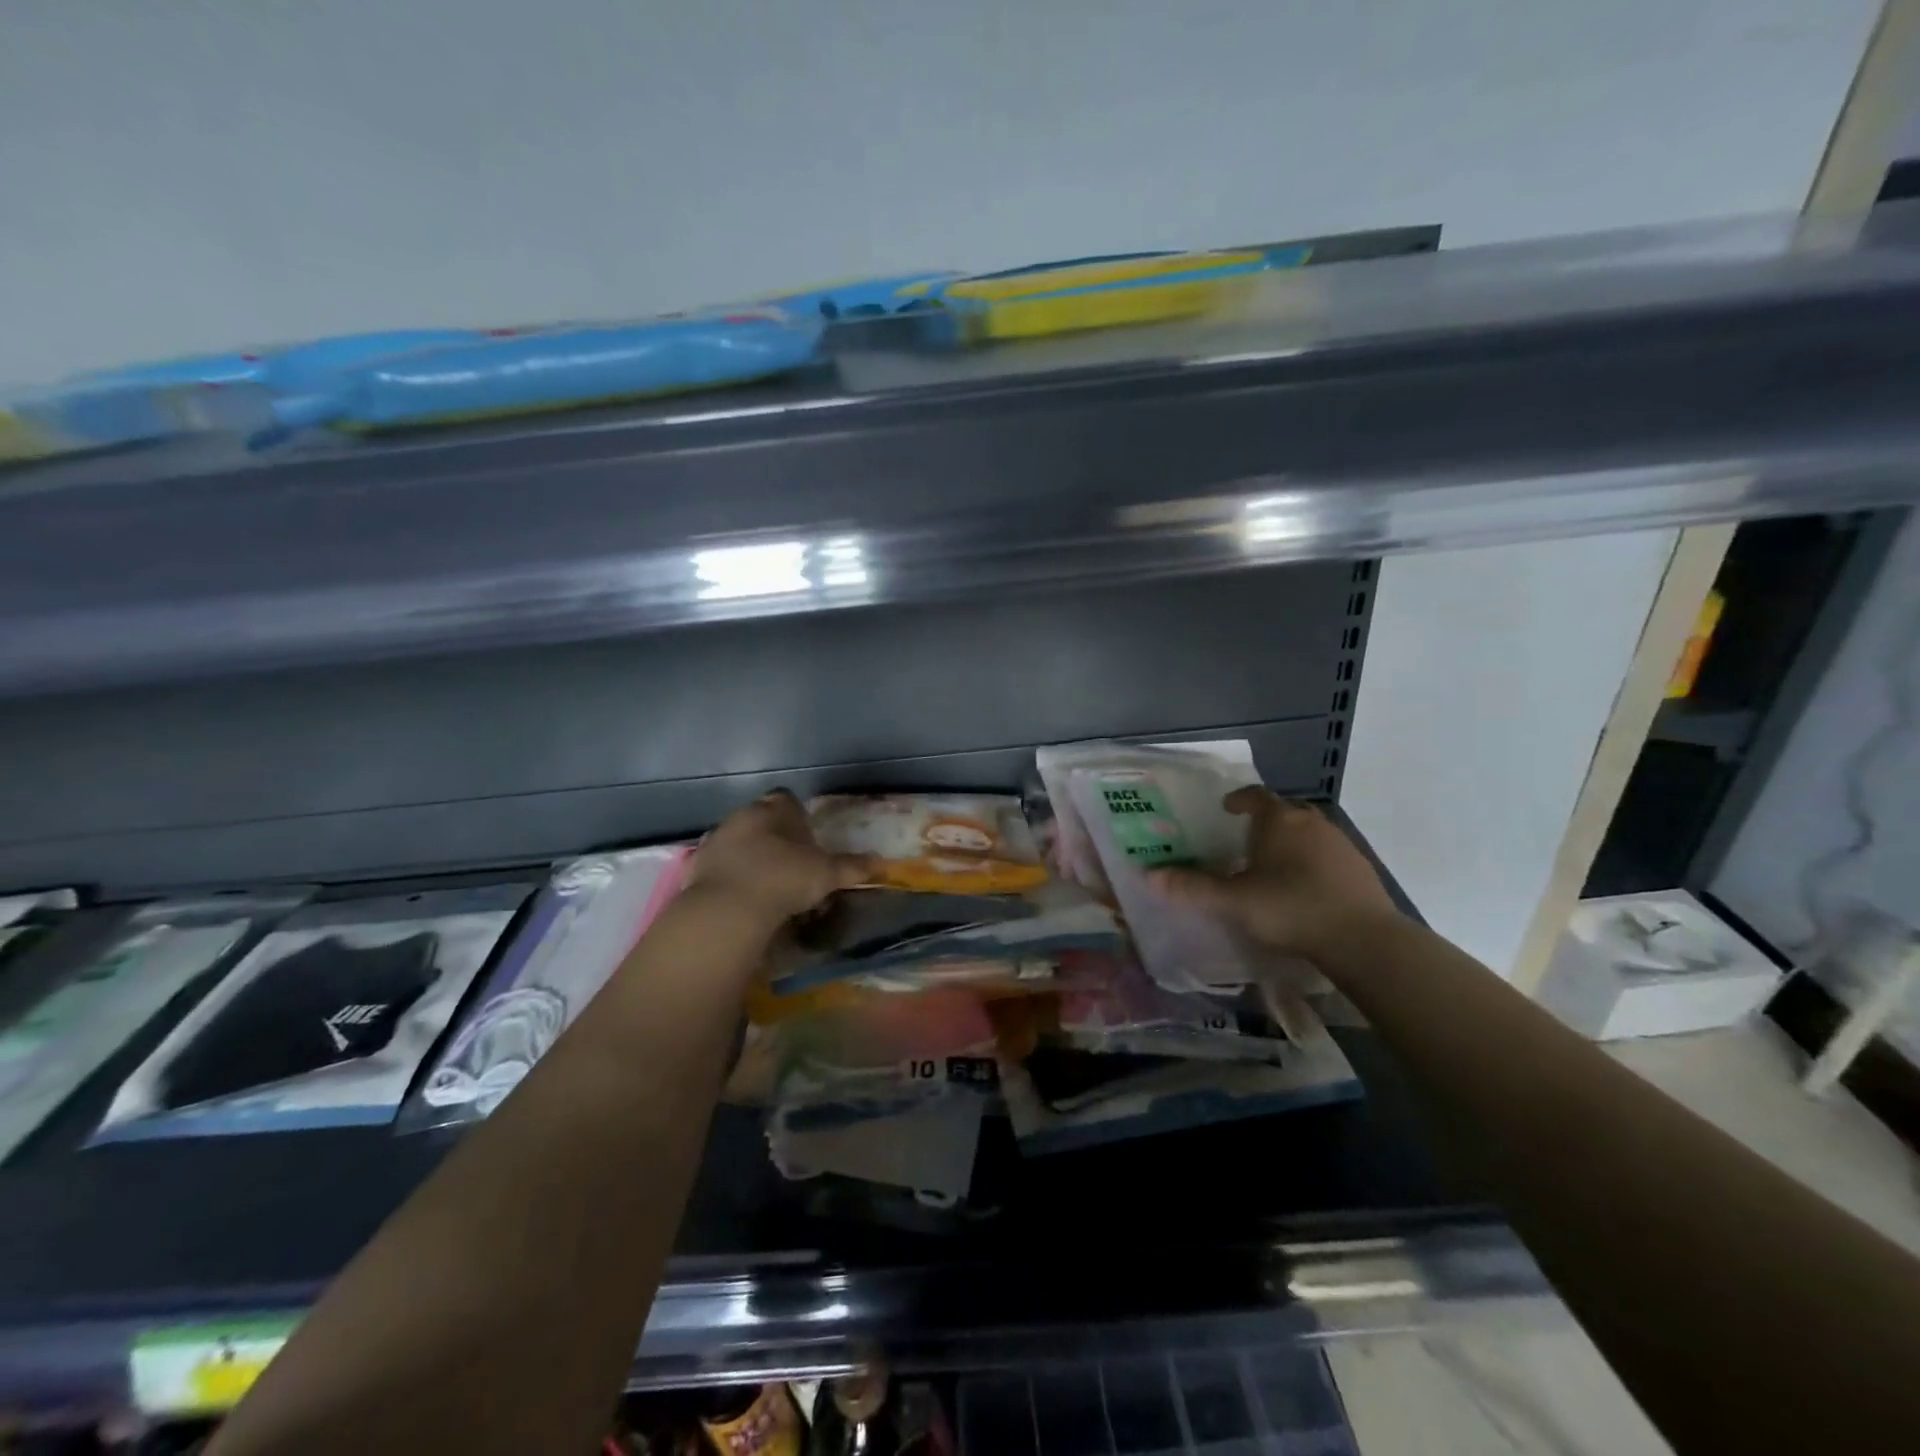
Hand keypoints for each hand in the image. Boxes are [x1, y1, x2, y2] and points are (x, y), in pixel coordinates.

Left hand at [687, 789, 876, 928]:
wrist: (727, 909)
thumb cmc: (784, 879)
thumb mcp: (826, 875)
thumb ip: (851, 867)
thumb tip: (880, 863)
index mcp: (773, 809)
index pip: (787, 799)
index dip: (798, 815)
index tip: (806, 835)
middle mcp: (741, 816)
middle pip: (760, 819)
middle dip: (773, 835)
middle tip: (789, 862)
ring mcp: (715, 840)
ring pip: (737, 840)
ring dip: (749, 855)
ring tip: (765, 882)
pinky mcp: (696, 866)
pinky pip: (718, 865)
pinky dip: (729, 876)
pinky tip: (741, 896)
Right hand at [1148, 788, 1399, 959]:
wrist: (1364, 939)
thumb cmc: (1290, 908)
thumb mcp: (1234, 902)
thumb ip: (1193, 888)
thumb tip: (1149, 875)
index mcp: (1278, 820)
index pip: (1255, 795)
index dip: (1239, 799)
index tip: (1227, 810)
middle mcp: (1310, 822)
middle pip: (1284, 811)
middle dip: (1265, 821)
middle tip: (1245, 841)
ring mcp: (1340, 843)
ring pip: (1308, 832)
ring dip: (1291, 841)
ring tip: (1273, 866)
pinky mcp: (1359, 868)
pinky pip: (1328, 854)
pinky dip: (1312, 862)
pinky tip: (1304, 888)